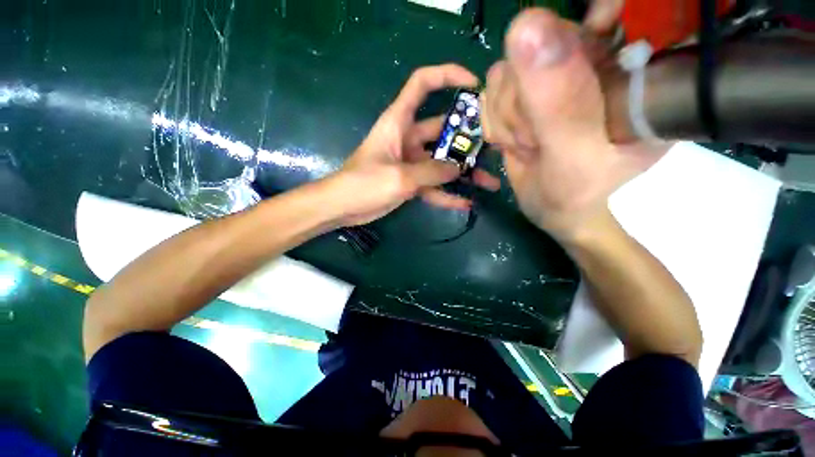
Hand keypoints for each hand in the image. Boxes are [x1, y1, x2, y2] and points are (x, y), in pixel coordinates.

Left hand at [327, 64, 500, 226]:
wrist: (339, 207)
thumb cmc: (362, 183)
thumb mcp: (399, 176)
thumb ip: (432, 171)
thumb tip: (459, 169)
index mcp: (400, 119)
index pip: (423, 83)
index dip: (447, 74)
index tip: (474, 83)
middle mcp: (409, 133)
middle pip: (445, 124)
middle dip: (470, 134)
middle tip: (497, 145)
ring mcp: (412, 156)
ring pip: (445, 157)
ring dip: (466, 168)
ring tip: (491, 181)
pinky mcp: (411, 177)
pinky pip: (436, 182)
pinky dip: (449, 191)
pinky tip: (468, 202)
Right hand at [482, 5, 660, 241]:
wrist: (554, 210)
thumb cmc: (577, 195)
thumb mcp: (574, 154)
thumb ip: (555, 98)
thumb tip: (528, 24)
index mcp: (630, 84)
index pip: (610, 27)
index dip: (583, 26)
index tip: (558, 75)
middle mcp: (598, 67)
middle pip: (546, 38)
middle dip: (528, 91)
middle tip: (538, 137)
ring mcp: (562, 70)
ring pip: (513, 59)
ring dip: (510, 108)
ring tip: (530, 143)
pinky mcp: (534, 79)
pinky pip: (496, 77)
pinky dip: (498, 112)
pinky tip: (516, 136)